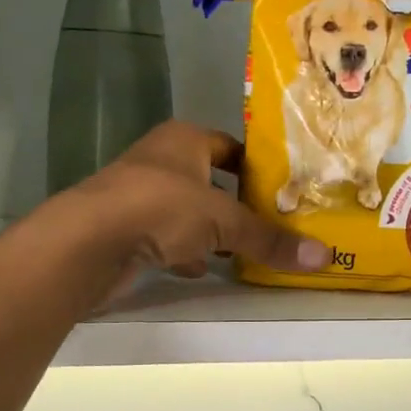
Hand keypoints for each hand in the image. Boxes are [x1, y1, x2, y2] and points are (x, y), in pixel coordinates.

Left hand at [61, 122, 329, 283]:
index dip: (256, 165)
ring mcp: (138, 196)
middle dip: (236, 204)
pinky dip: (184, 252)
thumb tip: (323, 257)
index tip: (285, 188)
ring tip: (244, 251)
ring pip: (187, 212)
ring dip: (210, 231)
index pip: (230, 146)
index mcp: (183, 140)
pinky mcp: (125, 230)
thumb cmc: (161, 208)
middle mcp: (160, 161)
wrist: (87, 243)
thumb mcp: (224, 221)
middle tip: (273, 224)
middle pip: (210, 181)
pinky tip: (201, 270)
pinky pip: (165, 238)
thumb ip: (270, 239)